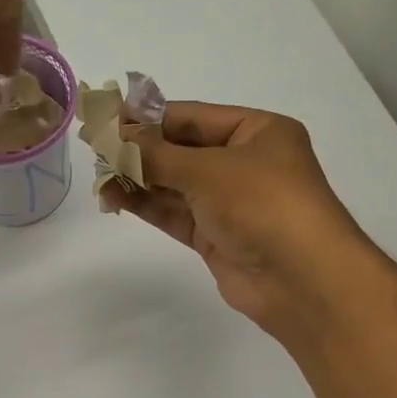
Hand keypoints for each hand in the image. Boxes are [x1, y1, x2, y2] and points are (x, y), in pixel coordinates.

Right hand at [117, 103, 379, 342]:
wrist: (301, 280)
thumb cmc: (263, 204)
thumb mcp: (208, 169)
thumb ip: (157, 154)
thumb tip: (115, 135)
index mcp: (258, 132)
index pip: (193, 117)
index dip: (149, 118)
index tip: (107, 118)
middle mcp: (245, 163)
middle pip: (182, 150)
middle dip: (140, 150)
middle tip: (95, 147)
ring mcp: (230, 202)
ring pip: (175, 183)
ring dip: (138, 178)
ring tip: (98, 174)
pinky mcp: (216, 235)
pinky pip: (175, 212)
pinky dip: (146, 204)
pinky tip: (114, 196)